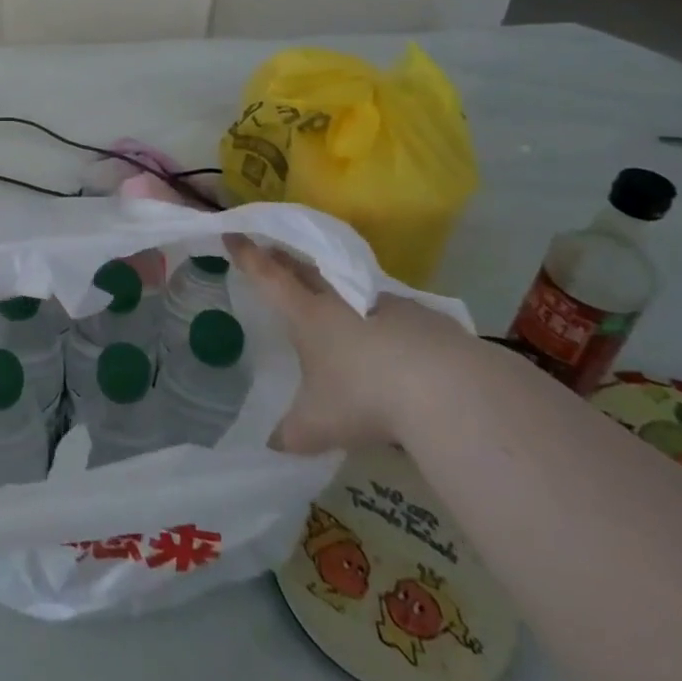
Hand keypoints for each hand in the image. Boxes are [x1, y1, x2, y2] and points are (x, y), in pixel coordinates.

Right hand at [224, 232, 468, 454]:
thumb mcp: (319, 425)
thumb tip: (273, 447)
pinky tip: (392, 339)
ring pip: (350, 286)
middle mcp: (341, 300)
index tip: (232, 234)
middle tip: (273, 250)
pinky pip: (393, 311)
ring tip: (332, 295)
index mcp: (307, 315)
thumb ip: (292, 433)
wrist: (449, 389)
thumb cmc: (365, 397)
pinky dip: (383, 317)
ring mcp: (385, 305)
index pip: (267, 277)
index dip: (247, 255)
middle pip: (305, 269)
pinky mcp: (425, 319)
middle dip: (285, 259)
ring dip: (336, 285)